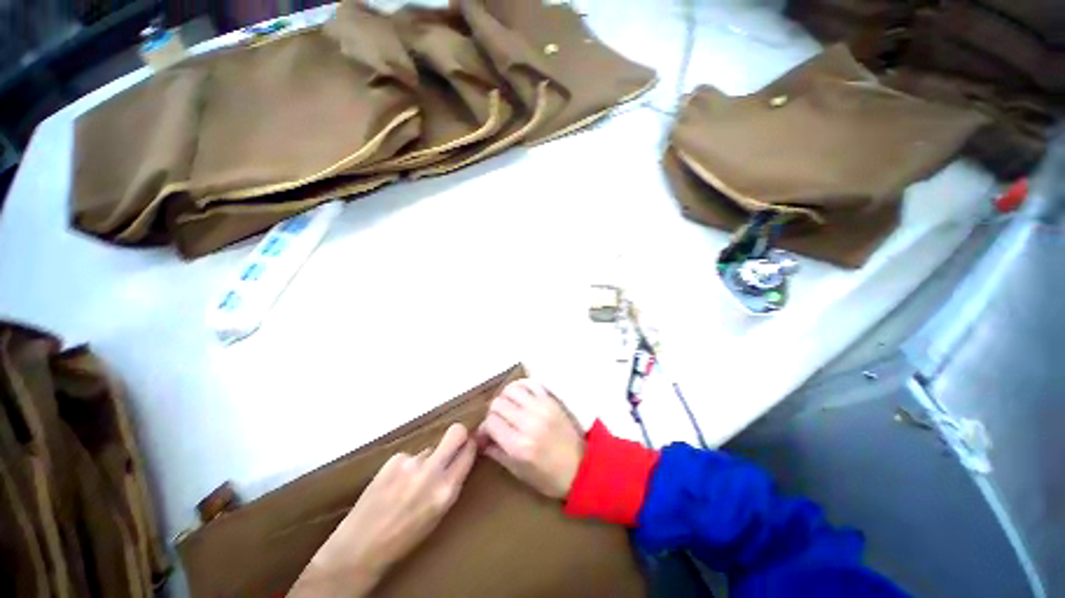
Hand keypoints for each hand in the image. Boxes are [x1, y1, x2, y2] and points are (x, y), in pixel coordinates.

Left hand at [290, 424, 476, 597]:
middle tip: (455, 441)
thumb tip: (459, 459)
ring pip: (429, 449)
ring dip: (426, 460)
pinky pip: (410, 456)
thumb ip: (451, 484)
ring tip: (409, 484)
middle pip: (456, 432)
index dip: (471, 445)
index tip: (470, 444)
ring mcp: (412, 462)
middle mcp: (432, 471)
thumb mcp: (438, 515)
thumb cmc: (404, 539)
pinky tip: (394, 485)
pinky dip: (406, 466)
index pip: (469, 452)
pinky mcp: (394, 459)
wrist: (359, 548)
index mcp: (447, 490)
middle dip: (459, 433)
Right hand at [478, 379, 584, 498]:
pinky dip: (521, 386)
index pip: (490, 422)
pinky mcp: (551, 400)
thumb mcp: (519, 472)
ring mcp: (541, 408)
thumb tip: (481, 438)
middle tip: (496, 421)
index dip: (484, 427)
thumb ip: (497, 452)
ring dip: (505, 397)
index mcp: (519, 445)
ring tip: (507, 407)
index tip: (486, 433)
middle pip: (498, 404)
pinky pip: (531, 384)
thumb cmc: (549, 477)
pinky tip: (519, 395)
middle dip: (492, 413)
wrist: (582, 467)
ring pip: (511, 390)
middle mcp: (529, 422)